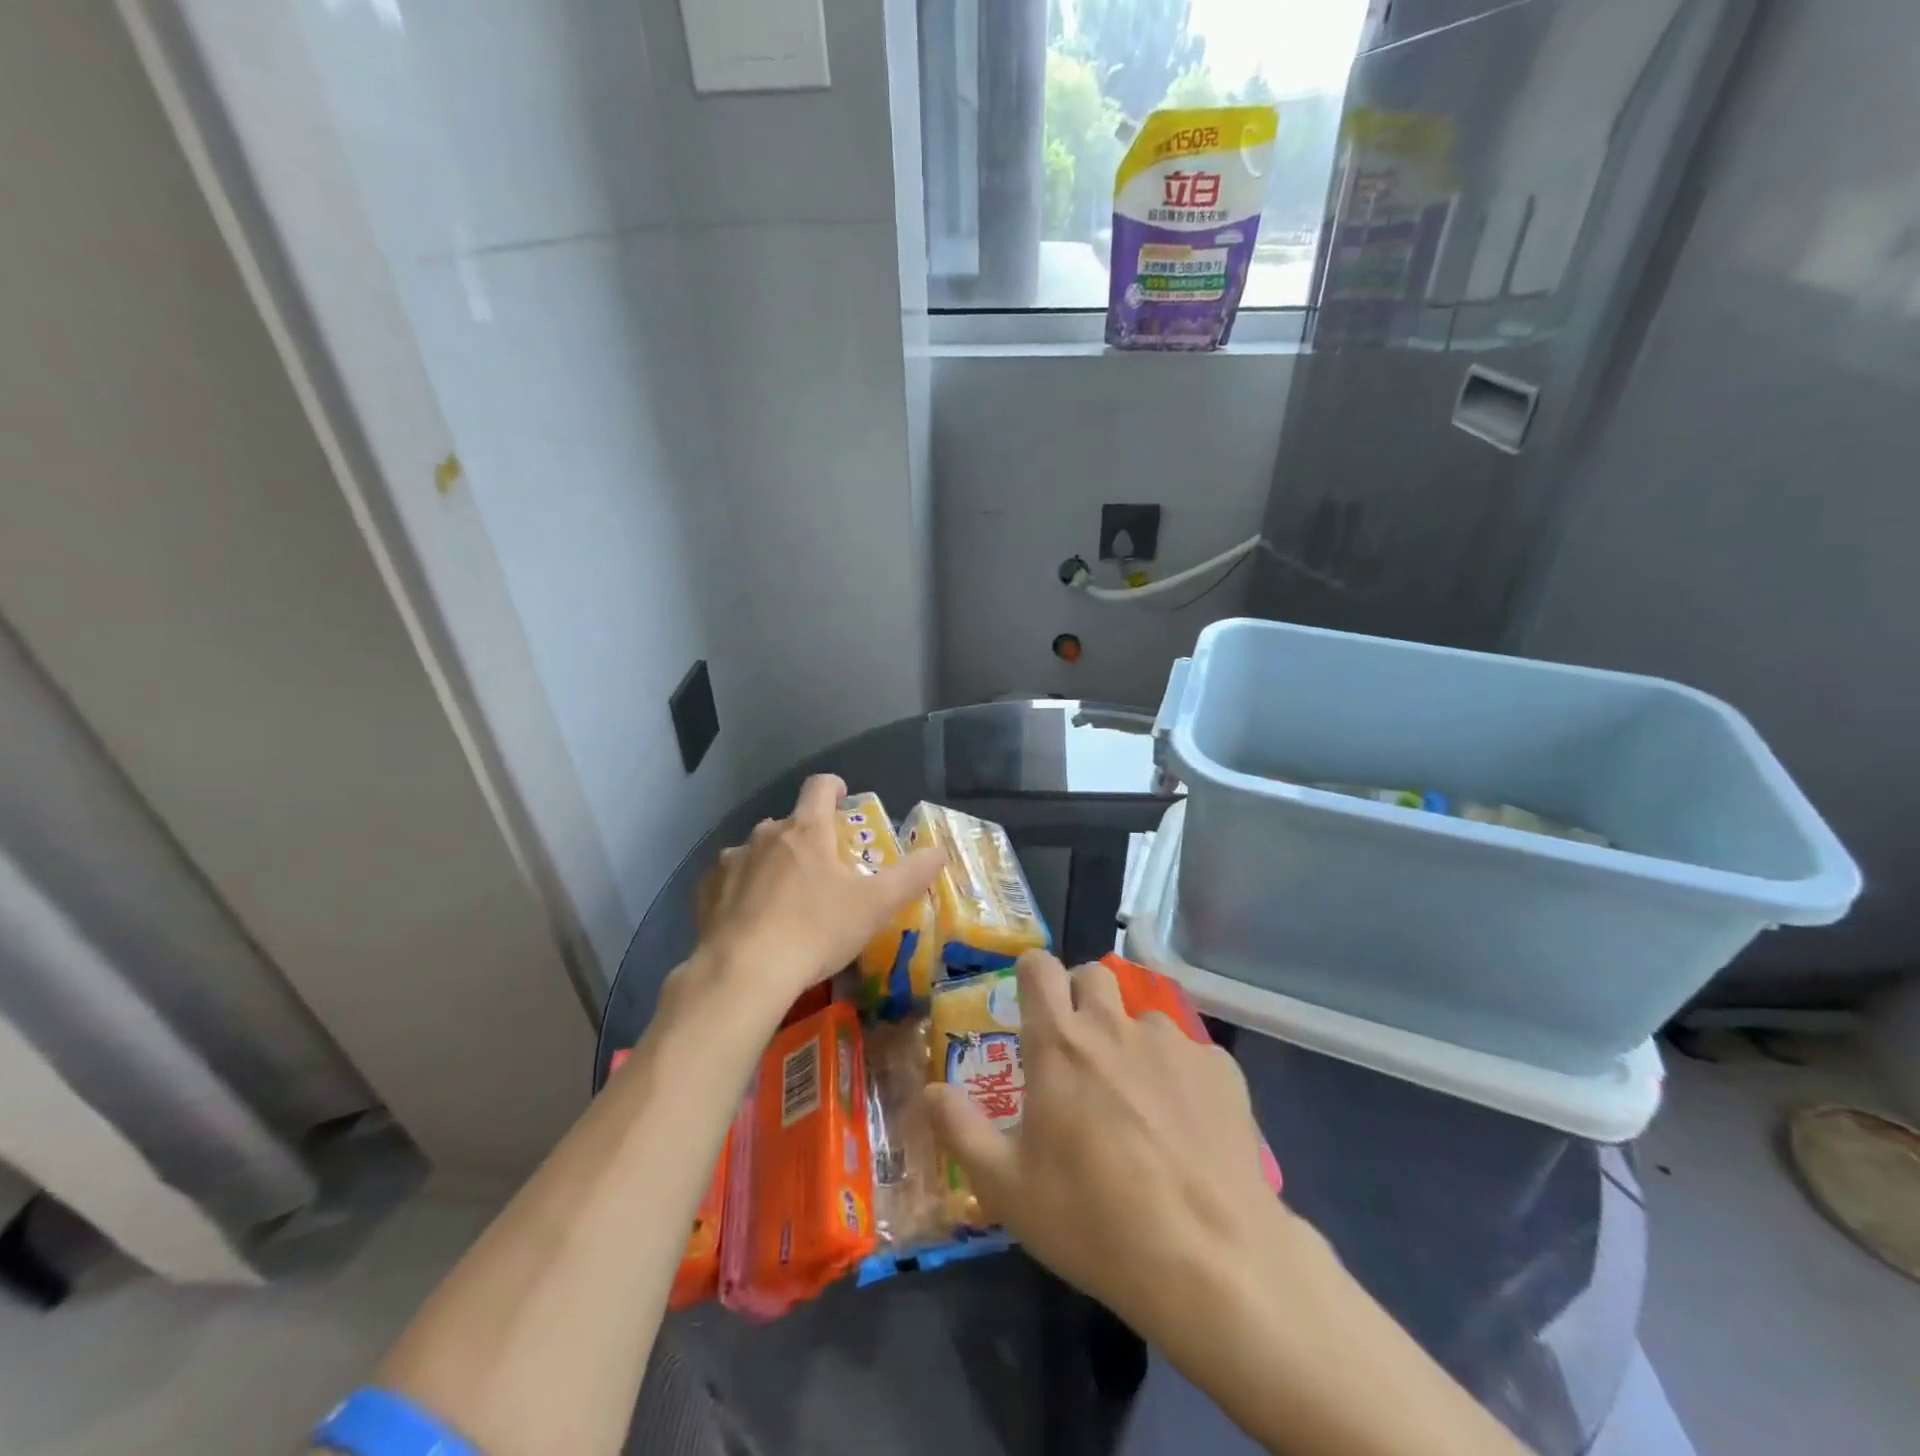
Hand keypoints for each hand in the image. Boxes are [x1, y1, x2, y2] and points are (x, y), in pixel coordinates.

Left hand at [684, 775, 942, 1016]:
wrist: (743, 974)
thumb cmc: (816, 931)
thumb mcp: (875, 906)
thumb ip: (911, 876)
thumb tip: (940, 851)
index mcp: (806, 830)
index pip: (819, 786)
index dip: (834, 787)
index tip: (843, 799)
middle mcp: (765, 835)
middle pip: (789, 823)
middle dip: (807, 837)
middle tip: (824, 870)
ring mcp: (731, 862)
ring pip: (757, 851)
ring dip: (773, 864)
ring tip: (785, 900)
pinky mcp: (706, 891)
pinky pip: (729, 879)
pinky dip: (742, 889)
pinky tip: (751, 920)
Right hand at [924, 952, 1294, 1338]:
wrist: (1209, 1260)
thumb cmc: (1093, 1220)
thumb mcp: (1006, 1188)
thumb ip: (960, 1130)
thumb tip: (927, 1090)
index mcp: (1059, 1043)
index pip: (1039, 968)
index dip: (1031, 971)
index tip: (1030, 995)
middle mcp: (1114, 1026)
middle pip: (1094, 974)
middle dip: (1080, 995)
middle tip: (1077, 1047)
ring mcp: (1173, 1043)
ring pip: (1143, 1018)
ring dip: (1131, 1042)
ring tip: (1137, 1102)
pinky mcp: (1220, 1068)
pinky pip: (1190, 1054)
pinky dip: (1179, 1076)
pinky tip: (1185, 1129)